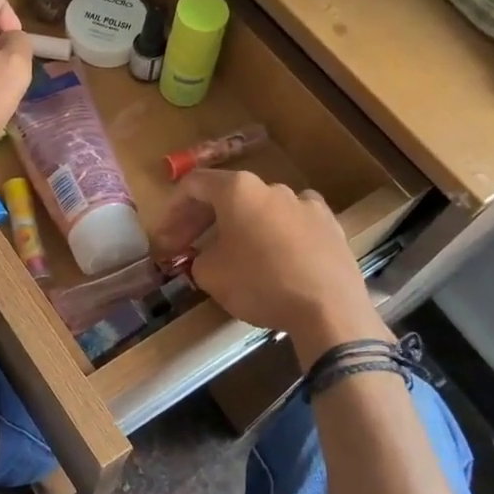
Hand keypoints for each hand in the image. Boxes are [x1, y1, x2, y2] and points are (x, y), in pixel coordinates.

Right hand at [164, 169, 387, 357]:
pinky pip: (291, 225)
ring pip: (261, 209)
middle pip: (228, 195)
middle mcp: (272, 187)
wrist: (328, 308)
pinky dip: (274, 236)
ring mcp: (306, 204)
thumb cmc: (260, 284)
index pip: (194, 185)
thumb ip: (198, 259)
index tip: (163, 236)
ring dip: (239, 227)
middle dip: (201, 220)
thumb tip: (206, 258)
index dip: (172, 210)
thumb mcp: (210, 275)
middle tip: (186, 247)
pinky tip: (273, 259)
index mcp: (239, 190)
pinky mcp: (330, 226)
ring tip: (231, 254)